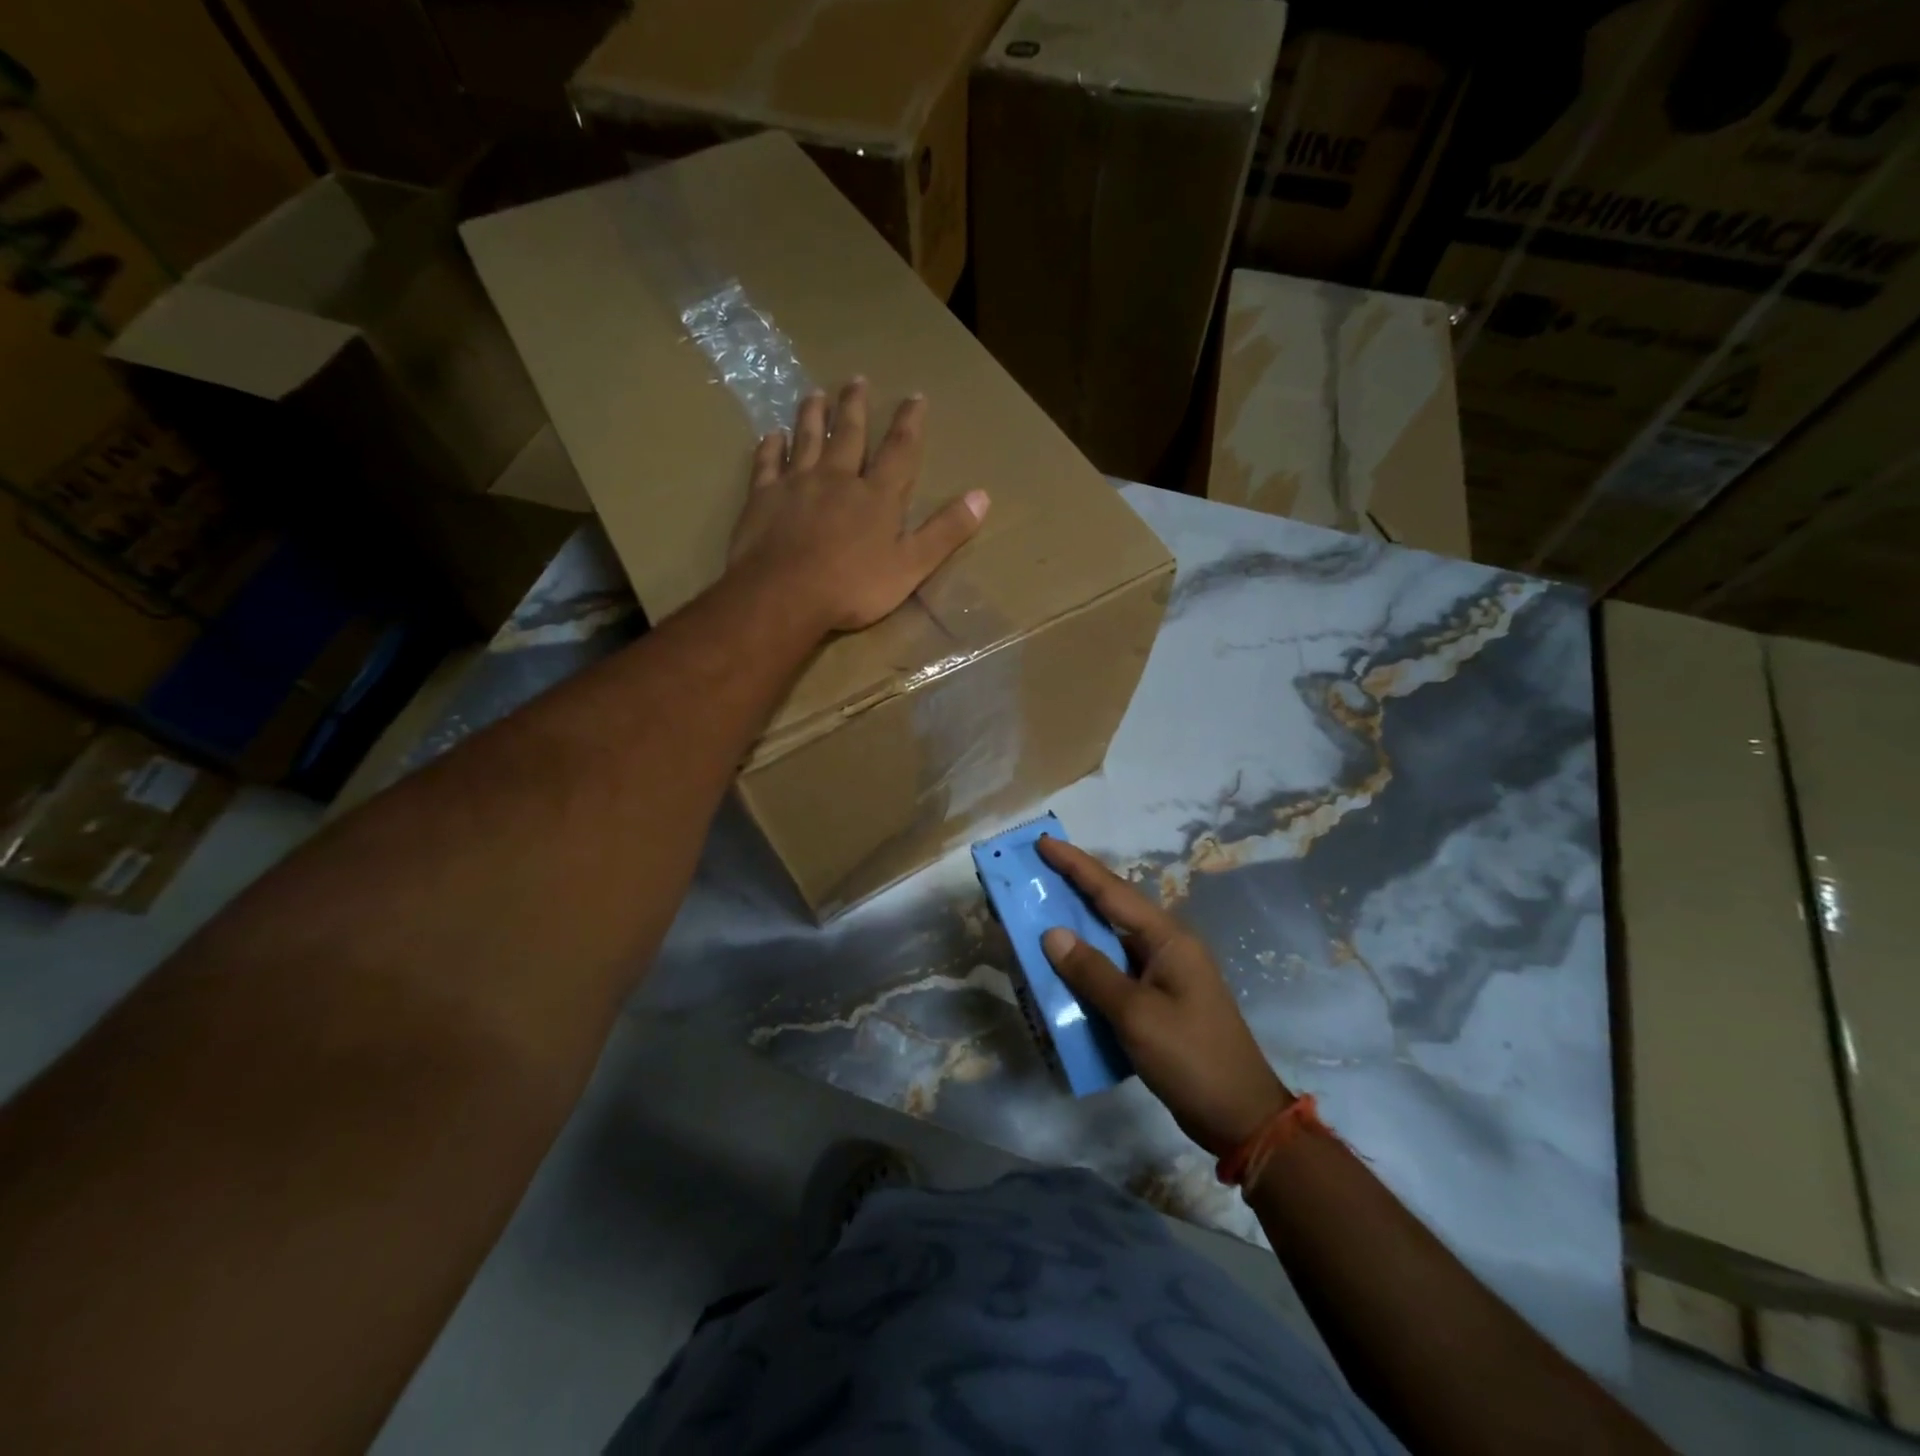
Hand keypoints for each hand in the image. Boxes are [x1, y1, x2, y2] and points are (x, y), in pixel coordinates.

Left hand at [728, 379, 989, 631]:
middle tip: (856, 380)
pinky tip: (771, 435)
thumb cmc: (853, 587)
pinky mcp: (762, 498)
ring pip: (806, 440)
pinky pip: (767, 464)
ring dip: (812, 416)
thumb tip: (982, 496)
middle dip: (855, 407)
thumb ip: (945, 531)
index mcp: (876, 496)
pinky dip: (770, 447)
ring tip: (815, 394)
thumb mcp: (912, 566)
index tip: (915, 396)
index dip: (909, 423)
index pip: (899, 451)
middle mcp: (837, 479)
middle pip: (849, 435)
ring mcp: (796, 485)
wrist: (784, 595)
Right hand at [1037, 837, 1292, 1156]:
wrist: (1239, 1117)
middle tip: (1034, 873)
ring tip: (1038, 914)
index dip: (1076, 865)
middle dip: (1073, 888)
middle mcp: (1167, 947)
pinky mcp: (1158, 1000)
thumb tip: (1052, 933)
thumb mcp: (1136, 1015)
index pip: (1113, 891)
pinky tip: (1062, 970)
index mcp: (1168, 939)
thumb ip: (1092, 971)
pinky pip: (1114, 970)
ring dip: (1077, 929)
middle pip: (1112, 908)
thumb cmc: (1190, 1058)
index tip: (1044, 842)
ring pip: (1111, 940)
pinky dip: (1087, 965)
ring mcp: (1164, 974)